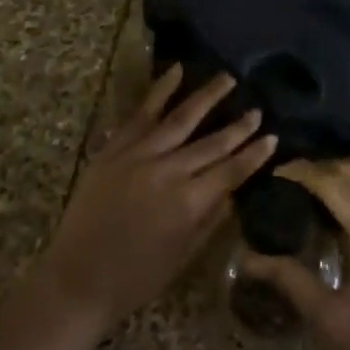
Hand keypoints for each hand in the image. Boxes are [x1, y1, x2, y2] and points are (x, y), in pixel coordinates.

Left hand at [39, 66, 276, 331]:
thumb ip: (210, 219)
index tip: (272, 137)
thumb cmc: (135, 278)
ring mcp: (138, 155)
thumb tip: (233, 191)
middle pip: (211, 143)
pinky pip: (140, 114)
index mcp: (189, 203)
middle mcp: (168, 171)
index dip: (254, 154)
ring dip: (207, 97)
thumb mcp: (183, 255)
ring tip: (227, 78)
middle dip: (239, 127)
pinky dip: (160, 91)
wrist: (77, 278)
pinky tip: (176, 71)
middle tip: (258, 110)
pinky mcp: (114, 149)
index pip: (231, 171)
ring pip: (181, 118)